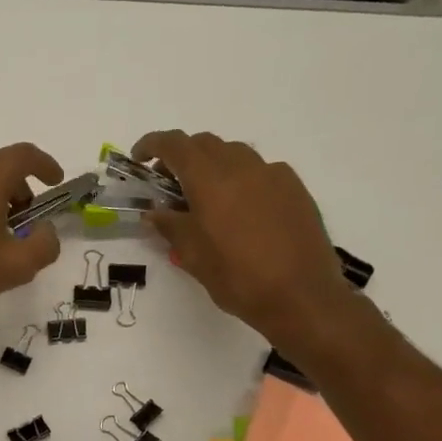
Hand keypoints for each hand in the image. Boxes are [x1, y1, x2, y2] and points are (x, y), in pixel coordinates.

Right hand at [131, 130, 357, 346]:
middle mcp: (242, 166)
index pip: (175, 144)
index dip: (152, 144)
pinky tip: (241, 210)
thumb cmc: (238, 278)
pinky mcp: (295, 189)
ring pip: (234, 154)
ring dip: (213, 166)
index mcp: (210, 179)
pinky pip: (261, 171)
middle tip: (169, 184)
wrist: (302, 296)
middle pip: (205, 144)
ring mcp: (273, 174)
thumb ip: (170, 227)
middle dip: (182, 156)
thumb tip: (154, 213)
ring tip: (206, 198)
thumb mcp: (194, 256)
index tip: (139, 158)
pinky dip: (241, 179)